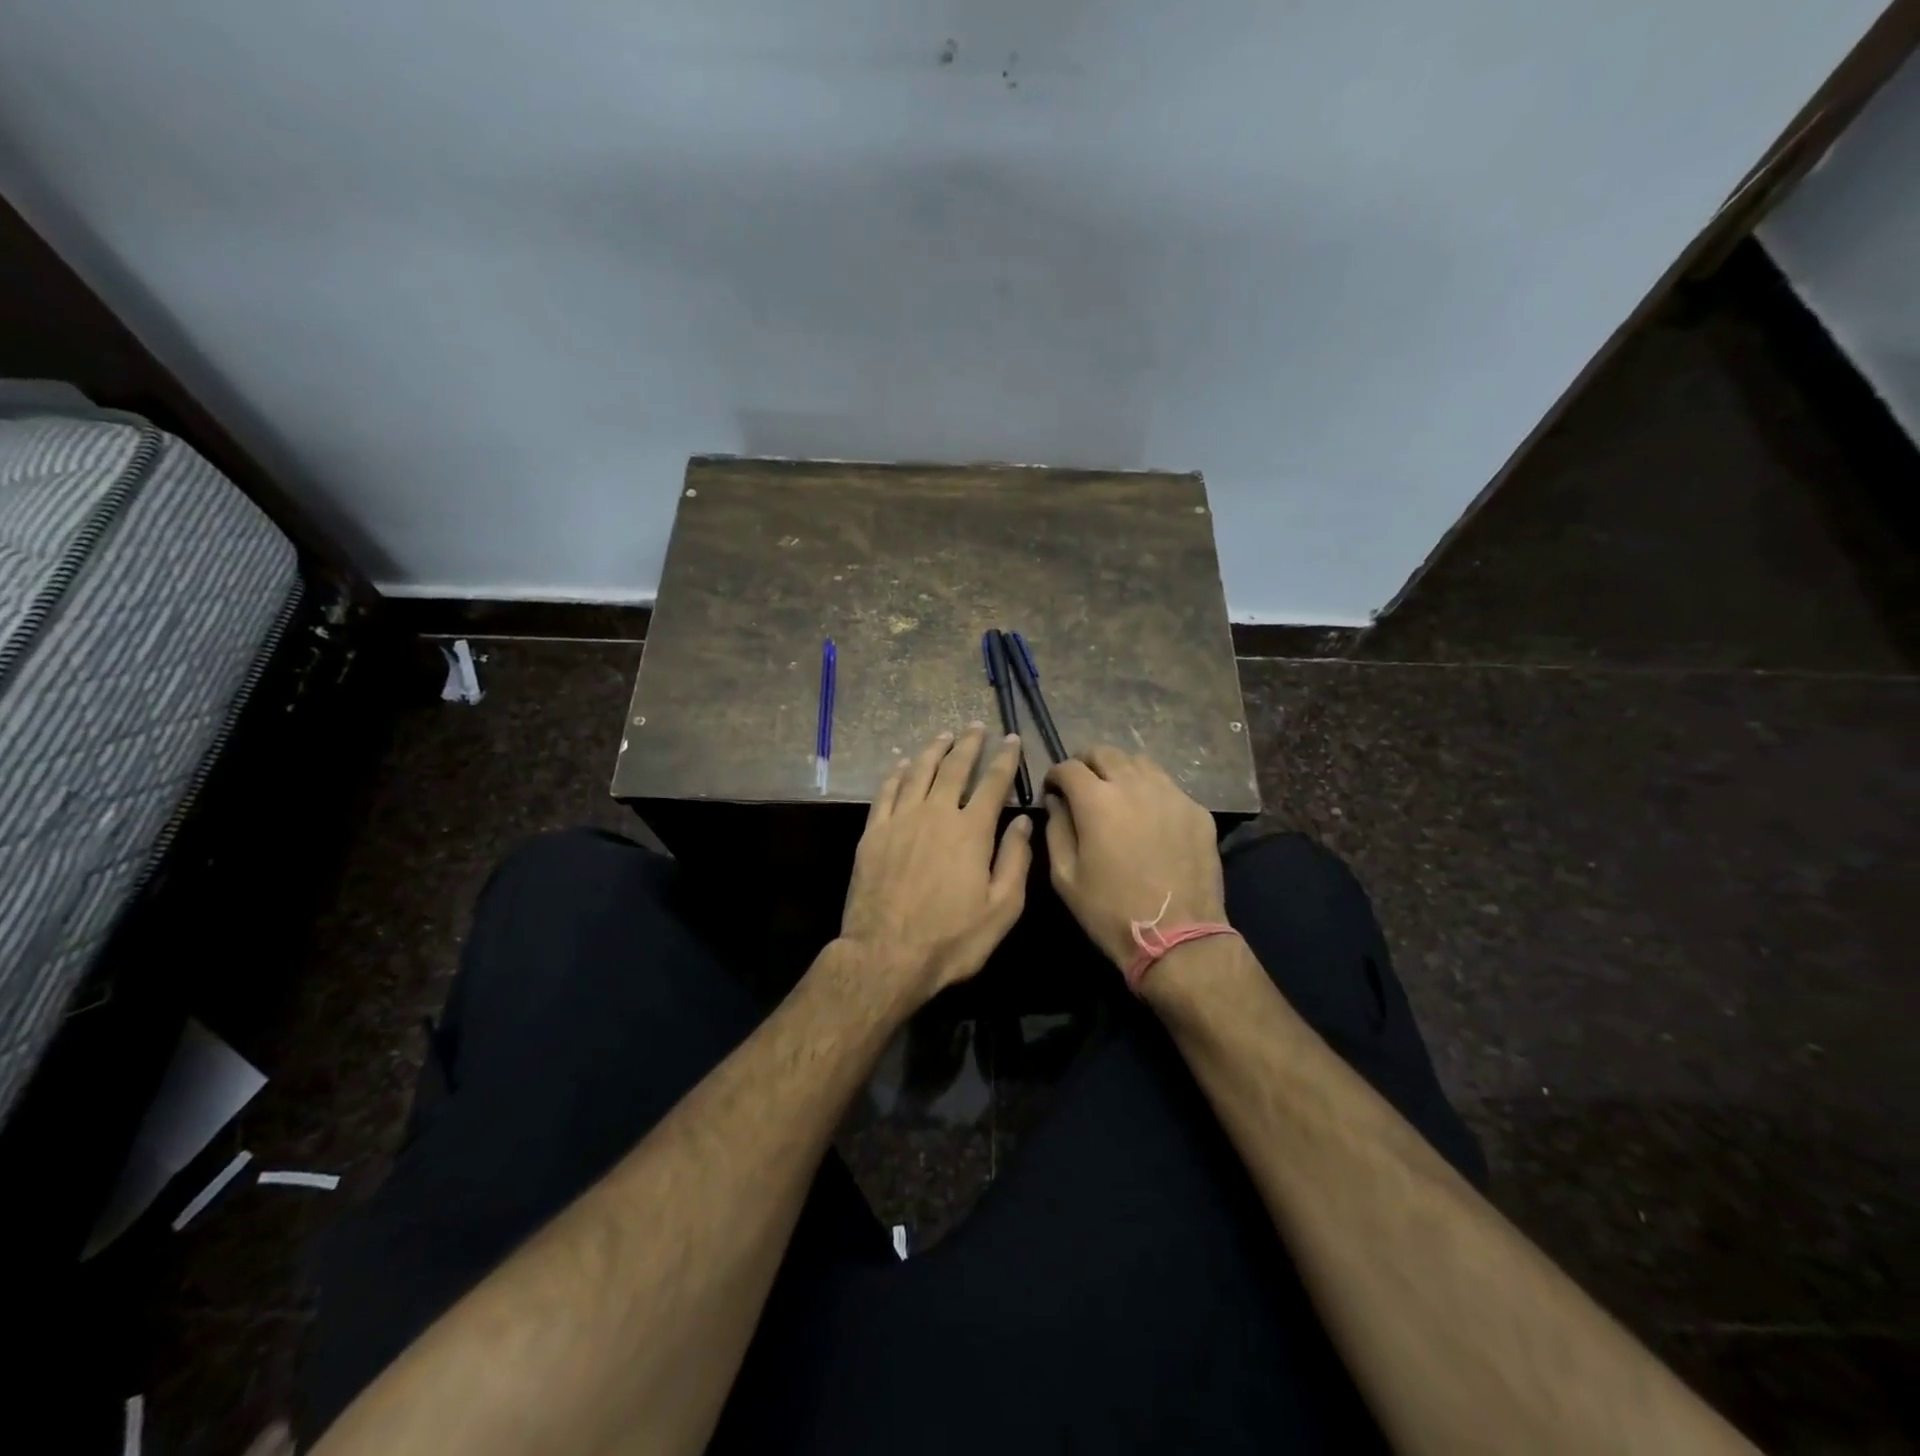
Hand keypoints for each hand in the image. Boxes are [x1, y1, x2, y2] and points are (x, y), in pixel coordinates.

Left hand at [838, 725, 1033, 1004]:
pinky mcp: (873, 832)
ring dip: (934, 749)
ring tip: (944, 734)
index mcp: (972, 831)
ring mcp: (900, 820)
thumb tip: (1025, 822)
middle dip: (969, 744)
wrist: (884, 956)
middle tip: (977, 726)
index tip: (1012, 739)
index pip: (993, 783)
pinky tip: (902, 763)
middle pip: (954, 767)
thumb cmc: (951, 939)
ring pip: (919, 771)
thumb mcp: (1001, 909)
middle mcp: (936, 813)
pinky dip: (896, 772)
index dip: (1005, 758)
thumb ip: (1015, 861)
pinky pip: (886, 791)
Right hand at [1044, 747, 1224, 971]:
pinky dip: (1150, 791)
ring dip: (1120, 771)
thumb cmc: (1110, 911)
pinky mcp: (1197, 811)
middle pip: (1106, 752)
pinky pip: (1168, 786)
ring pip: (1140, 762)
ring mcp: (1171, 795)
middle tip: (1081, 785)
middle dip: (1086, 763)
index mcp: (1097, 800)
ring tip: (1116, 794)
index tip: (1053, 790)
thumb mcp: (1065, 877)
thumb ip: (1056, 830)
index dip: (1055, 775)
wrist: (1179, 938)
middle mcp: (1134, 786)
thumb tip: (1056, 802)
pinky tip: (1148, 816)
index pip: (1069, 767)